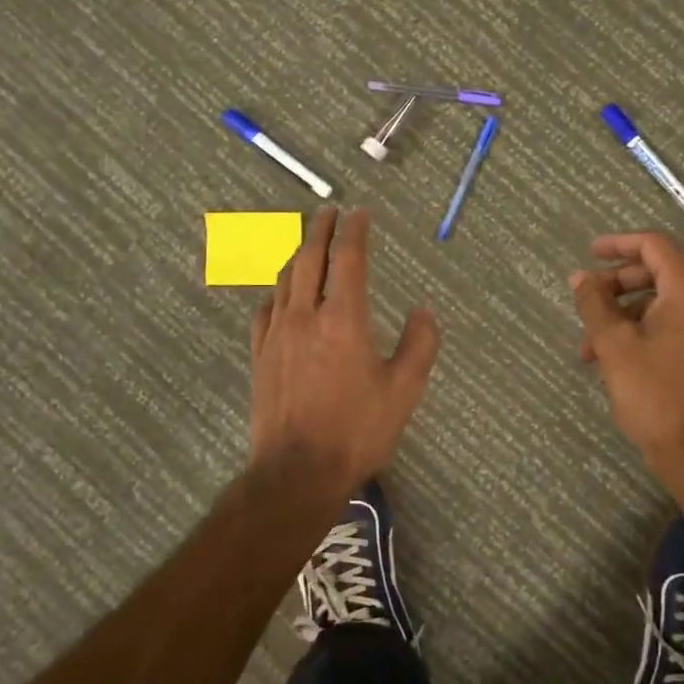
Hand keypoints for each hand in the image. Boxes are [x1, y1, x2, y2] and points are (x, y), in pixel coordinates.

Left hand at [249, 208, 440, 495]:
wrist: (296, 472)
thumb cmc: (356, 431)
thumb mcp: (404, 390)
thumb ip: (420, 345)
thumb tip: (424, 312)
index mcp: (343, 319)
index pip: (348, 259)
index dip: (355, 231)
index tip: (360, 213)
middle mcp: (305, 316)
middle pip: (310, 258)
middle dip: (321, 229)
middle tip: (329, 211)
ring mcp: (276, 335)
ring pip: (284, 280)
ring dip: (298, 255)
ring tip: (308, 244)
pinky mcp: (260, 355)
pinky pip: (266, 309)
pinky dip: (278, 291)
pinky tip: (281, 295)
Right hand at [570, 232, 683, 470]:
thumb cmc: (653, 394)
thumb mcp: (614, 344)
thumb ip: (595, 303)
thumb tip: (580, 277)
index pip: (655, 246)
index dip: (619, 244)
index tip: (589, 254)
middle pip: (660, 274)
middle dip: (617, 285)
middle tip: (586, 301)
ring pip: (664, 305)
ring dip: (624, 315)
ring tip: (590, 346)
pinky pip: (675, 327)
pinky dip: (643, 332)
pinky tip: (615, 359)